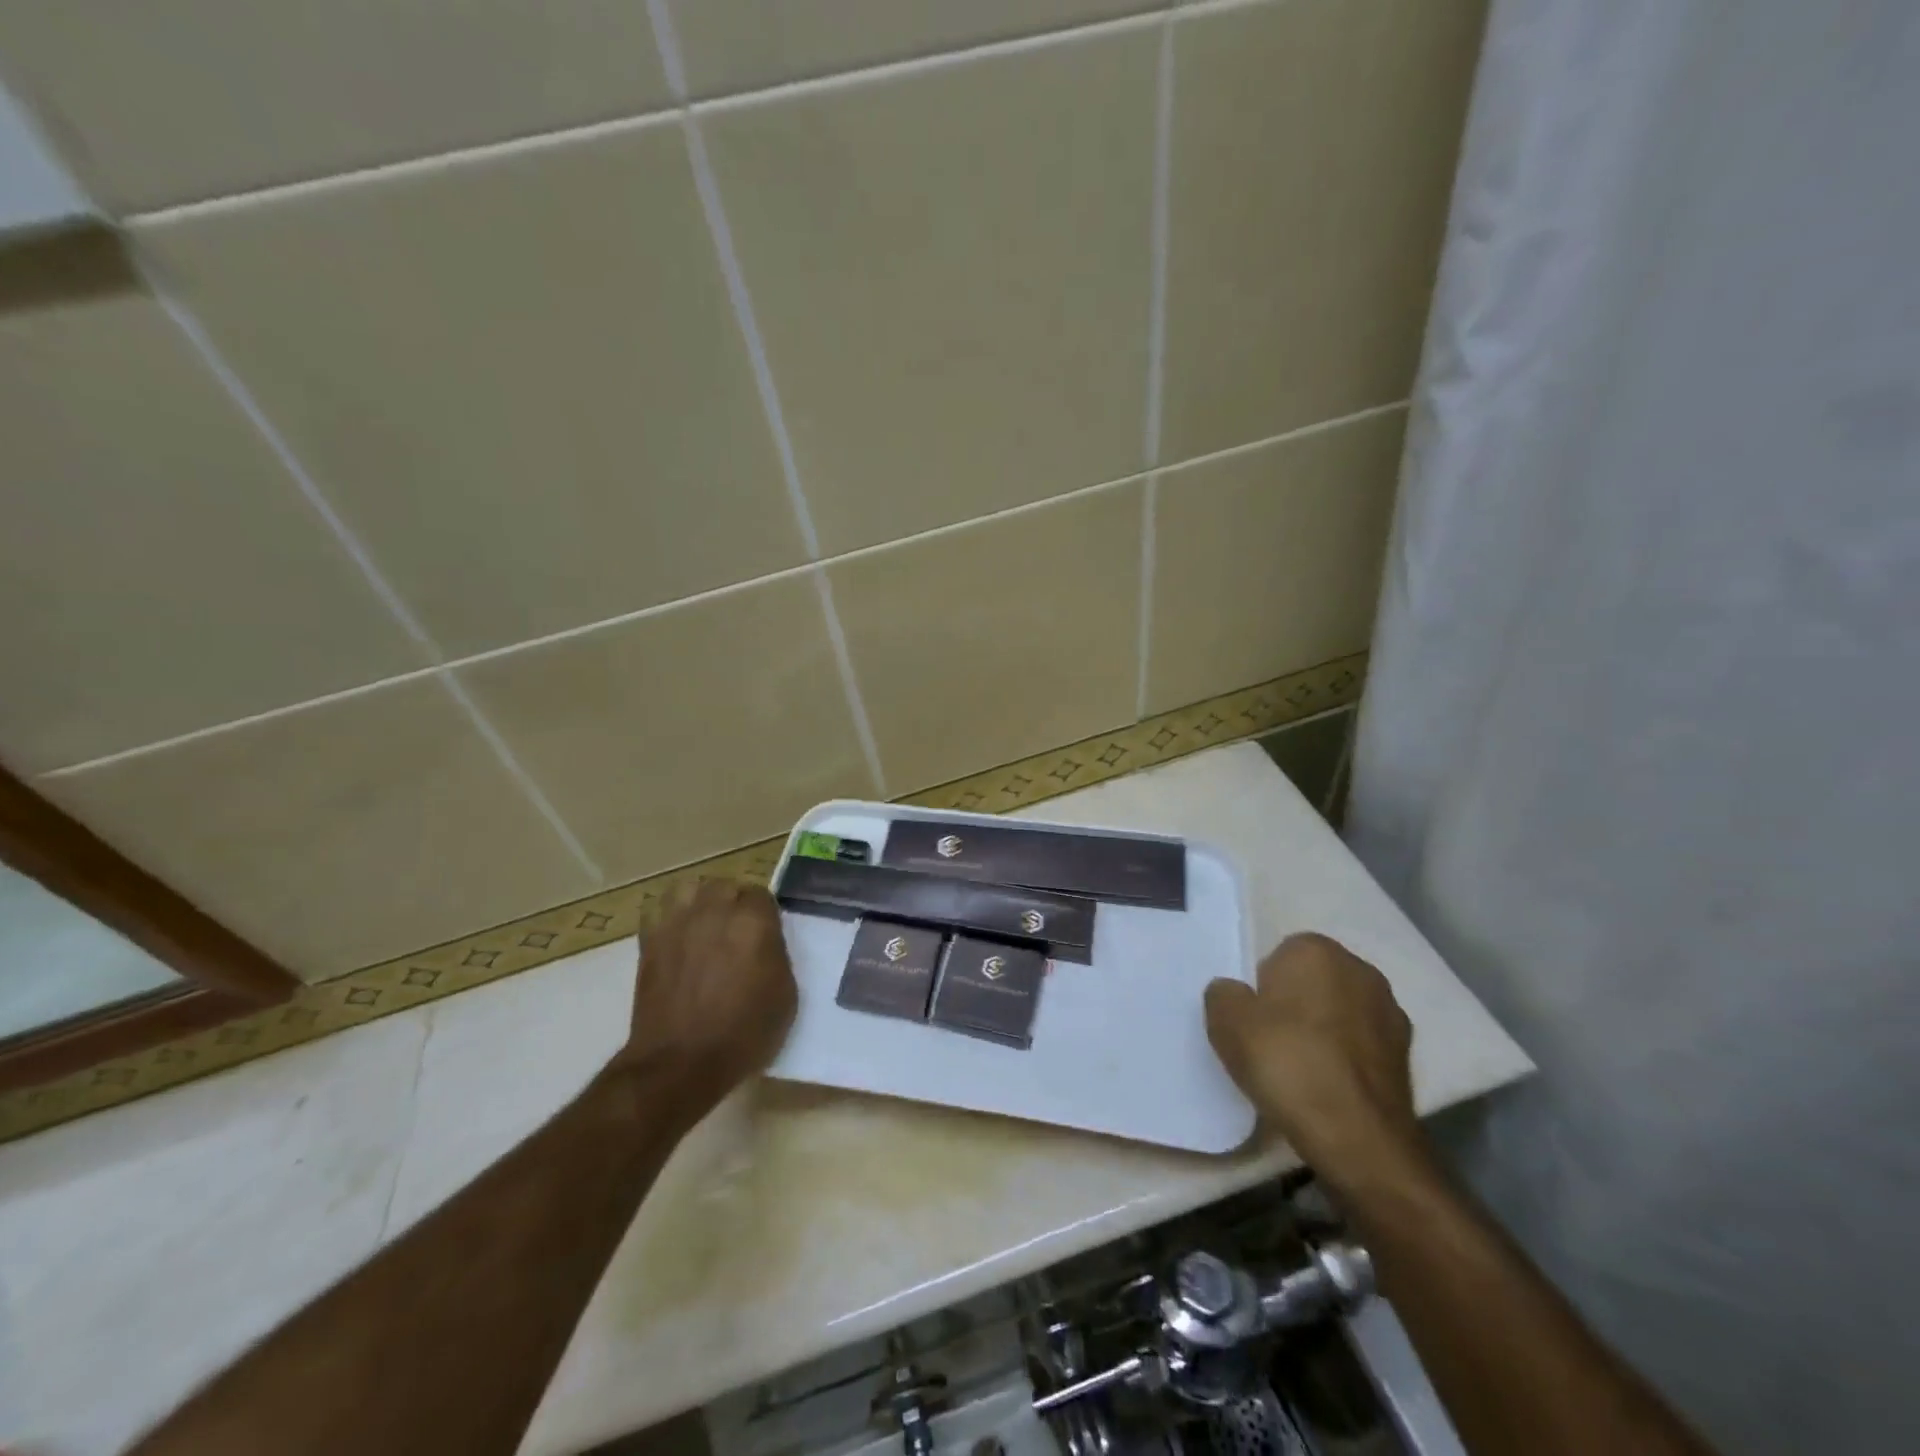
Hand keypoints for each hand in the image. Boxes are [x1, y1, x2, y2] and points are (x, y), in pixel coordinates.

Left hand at [614, 879, 797, 1110]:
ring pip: (690, 889)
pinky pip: (659, 910)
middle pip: (726, 887)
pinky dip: (670, 916)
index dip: (764, 915)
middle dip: (733, 904)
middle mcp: (715, 911)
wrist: (680, 1063)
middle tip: (737, 933)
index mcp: (753, 922)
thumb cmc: (743, 1034)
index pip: (761, 895)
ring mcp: (678, 923)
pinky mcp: (650, 940)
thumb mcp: (785, 996)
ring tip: (704, 926)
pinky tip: (677, 936)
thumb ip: (777, 955)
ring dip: (700, 902)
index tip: (765, 935)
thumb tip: (764, 942)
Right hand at [1204, 933, 1425, 1192]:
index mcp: (1317, 950)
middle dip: (1296, 1004)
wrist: (1357, 1137)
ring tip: (1301, 1071)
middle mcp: (1360, 970)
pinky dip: (1346, 1060)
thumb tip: (1236, 994)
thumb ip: (1224, 994)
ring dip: (1324, 1031)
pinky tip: (1328, 1089)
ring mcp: (1390, 1013)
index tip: (1254, 1020)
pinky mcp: (1407, 1056)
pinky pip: (1361, 1046)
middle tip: (1272, 1042)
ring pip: (1340, 1013)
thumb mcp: (1225, 1022)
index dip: (1263, 987)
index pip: (1280, 956)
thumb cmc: (1286, 1062)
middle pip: (1314, 981)